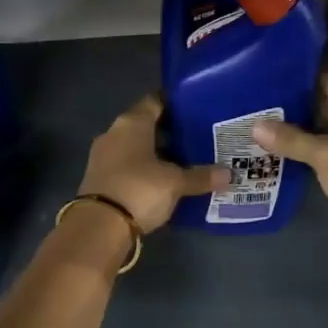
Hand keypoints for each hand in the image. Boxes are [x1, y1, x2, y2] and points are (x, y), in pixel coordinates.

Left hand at [79, 95, 227, 233]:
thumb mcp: (175, 183)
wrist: (98, 226)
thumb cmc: (139, 189)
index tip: (195, 109)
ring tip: (184, 160)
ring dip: (155, 152)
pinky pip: (127, 165)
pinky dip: (144, 169)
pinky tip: (162, 180)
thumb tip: (230, 174)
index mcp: (132, 122)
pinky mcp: (100, 178)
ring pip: (135, 147)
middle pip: (145, 125)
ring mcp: (103, 156)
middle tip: (196, 138)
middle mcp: (114, 133)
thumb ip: (201, 176)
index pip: (155, 101)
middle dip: (169, 131)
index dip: (175, 104)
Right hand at [252, 73, 327, 261]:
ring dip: (301, 131)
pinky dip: (310, 151)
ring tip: (264, 128)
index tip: (269, 80)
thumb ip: (291, 139)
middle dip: (295, 107)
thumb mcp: (325, 155)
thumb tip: (256, 126)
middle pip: (327, 104)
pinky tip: (283, 154)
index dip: (300, 79)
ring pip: (327, 130)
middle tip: (259, 106)